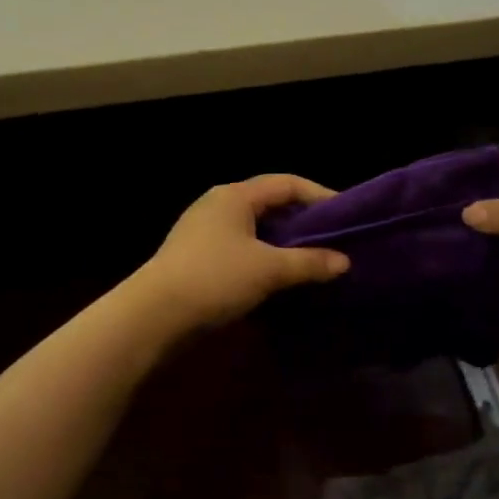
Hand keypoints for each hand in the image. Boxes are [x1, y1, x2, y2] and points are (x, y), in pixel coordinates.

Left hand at [133, 174, 349, 330]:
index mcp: (234, 196)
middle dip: (302, 220)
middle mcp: (218, 205)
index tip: (345, 214)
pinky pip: (241, 249)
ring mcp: (203, 232)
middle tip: (332, 239)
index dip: (318, 195)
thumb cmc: (214, 279)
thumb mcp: (268, 269)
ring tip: (311, 260)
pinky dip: (264, 258)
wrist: (153, 316)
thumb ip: (309, 262)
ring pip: (255, 229)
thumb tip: (344, 262)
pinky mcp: (197, 257)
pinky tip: (279, 278)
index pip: (286, 183)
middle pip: (270, 204)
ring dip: (283, 242)